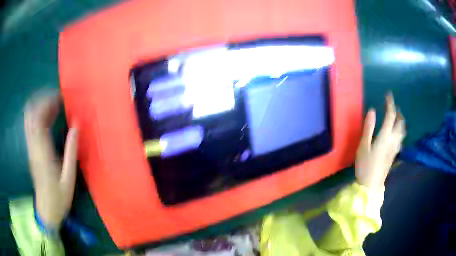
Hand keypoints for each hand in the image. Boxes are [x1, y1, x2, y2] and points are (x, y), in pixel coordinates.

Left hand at [24, 92, 78, 228]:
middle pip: (31, 114)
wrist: (46, 211)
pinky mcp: (30, 151)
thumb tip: (76, 126)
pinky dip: (38, 117)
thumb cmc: (59, 198)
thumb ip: (71, 151)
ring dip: (39, 107)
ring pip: (29, 118)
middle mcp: (33, 146)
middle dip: (42, 101)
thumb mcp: (69, 178)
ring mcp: (30, 148)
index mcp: (42, 152)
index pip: (39, 119)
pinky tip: (48, 119)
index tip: (60, 98)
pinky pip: (31, 127)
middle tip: (56, 99)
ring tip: (53, 106)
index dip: (47, 103)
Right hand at [355, 93, 405, 190]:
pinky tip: (397, 132)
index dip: (390, 104)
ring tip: (397, 117)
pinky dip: (400, 130)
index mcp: (385, 136)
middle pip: (400, 122)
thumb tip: (372, 110)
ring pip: (402, 130)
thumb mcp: (363, 146)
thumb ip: (368, 128)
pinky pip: (401, 138)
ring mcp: (395, 147)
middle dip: (398, 112)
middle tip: (393, 107)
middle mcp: (393, 140)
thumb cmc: (365, 166)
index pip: (391, 115)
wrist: (371, 185)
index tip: (388, 95)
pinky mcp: (395, 154)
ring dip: (401, 121)